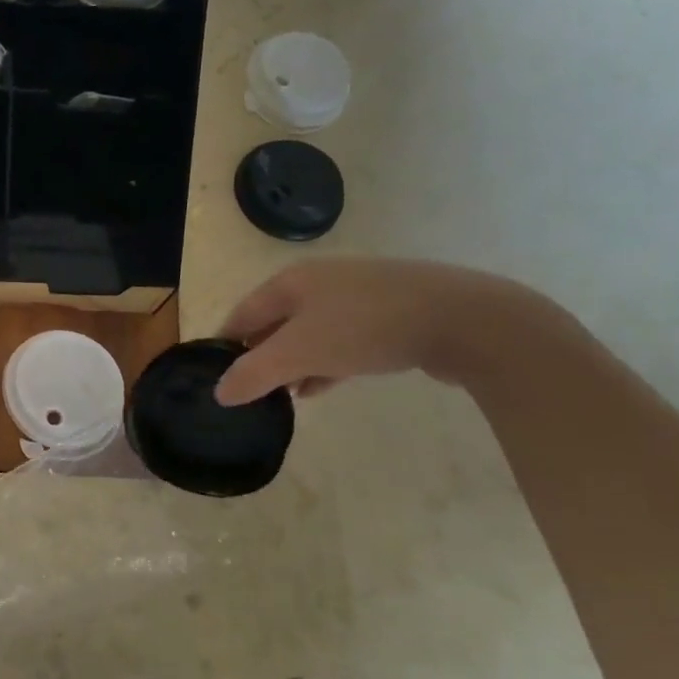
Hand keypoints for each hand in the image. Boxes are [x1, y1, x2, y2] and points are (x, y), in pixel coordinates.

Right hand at [213, 258, 544, 405]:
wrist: (464, 319)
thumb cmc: (365, 328)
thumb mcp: (299, 353)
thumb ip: (254, 374)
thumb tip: (220, 393)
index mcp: (291, 281)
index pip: (242, 315)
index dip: (224, 346)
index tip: (213, 378)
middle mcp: (319, 282)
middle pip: (274, 323)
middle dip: (259, 357)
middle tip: (248, 392)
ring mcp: (356, 295)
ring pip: (308, 334)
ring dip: (292, 364)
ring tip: (281, 397)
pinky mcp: (388, 314)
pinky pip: (340, 340)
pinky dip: (324, 363)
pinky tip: (320, 387)